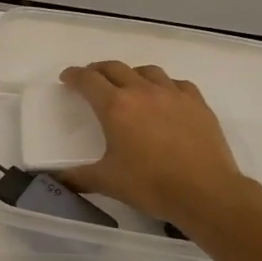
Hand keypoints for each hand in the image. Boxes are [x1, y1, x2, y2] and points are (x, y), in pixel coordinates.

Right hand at [58, 62, 255, 226]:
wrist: (205, 192)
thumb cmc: (150, 185)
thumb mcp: (106, 182)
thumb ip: (77, 177)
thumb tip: (56, 178)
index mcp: (115, 107)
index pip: (88, 80)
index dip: (74, 76)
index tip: (67, 78)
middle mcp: (142, 92)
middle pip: (115, 68)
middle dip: (98, 70)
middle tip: (91, 79)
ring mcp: (173, 94)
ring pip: (147, 71)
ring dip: (131, 74)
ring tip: (128, 85)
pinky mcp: (197, 103)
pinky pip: (177, 83)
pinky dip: (164, 85)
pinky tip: (164, 98)